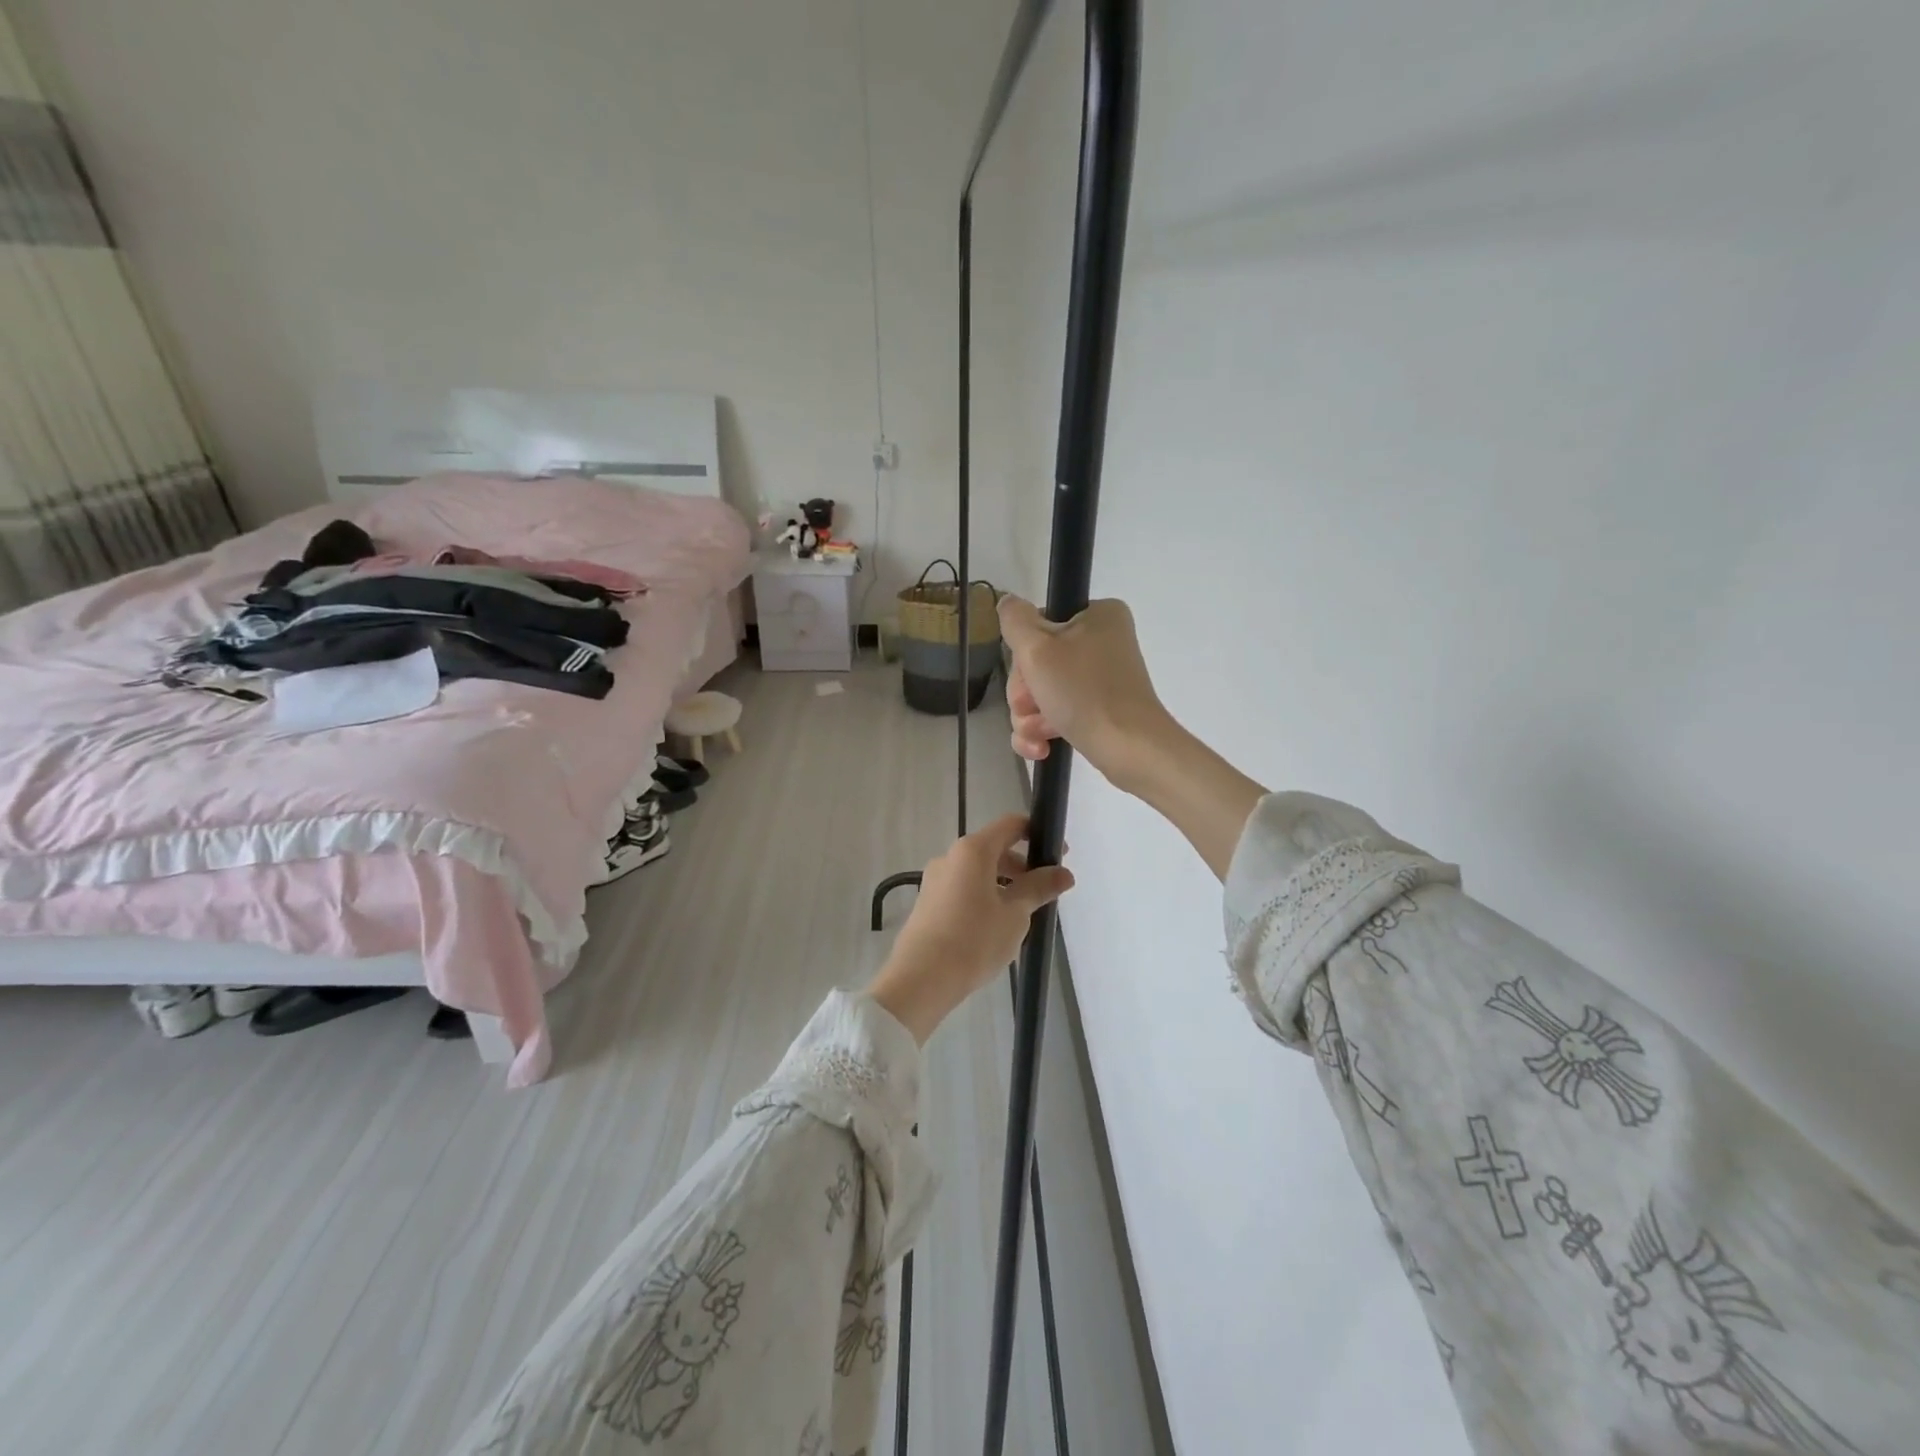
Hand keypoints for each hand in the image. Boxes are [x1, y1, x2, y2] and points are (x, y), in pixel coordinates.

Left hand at [867, 813, 1074, 1043]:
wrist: (921, 978)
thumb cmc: (974, 940)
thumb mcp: (1015, 914)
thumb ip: (1039, 888)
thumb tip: (1064, 873)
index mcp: (972, 850)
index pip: (1010, 825)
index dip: (1037, 834)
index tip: (1059, 855)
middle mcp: (950, 857)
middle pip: (993, 849)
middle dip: (1022, 866)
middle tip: (1044, 892)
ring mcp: (935, 879)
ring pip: (978, 871)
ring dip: (1004, 884)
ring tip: (1022, 915)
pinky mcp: (928, 902)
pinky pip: (963, 889)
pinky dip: (984, 896)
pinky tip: (995, 928)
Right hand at [998, 595, 1173, 790]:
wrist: (1130, 749)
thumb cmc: (1083, 692)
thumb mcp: (1037, 648)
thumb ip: (1015, 620)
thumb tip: (1008, 602)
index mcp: (1098, 616)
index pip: (1039, 625)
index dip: (1024, 654)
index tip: (1028, 675)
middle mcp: (1104, 642)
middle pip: (1039, 662)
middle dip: (1025, 693)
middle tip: (1031, 707)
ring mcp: (1103, 678)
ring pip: (1044, 692)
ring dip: (1030, 716)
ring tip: (1038, 734)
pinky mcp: (1101, 710)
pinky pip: (1059, 713)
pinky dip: (1044, 730)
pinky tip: (1040, 749)